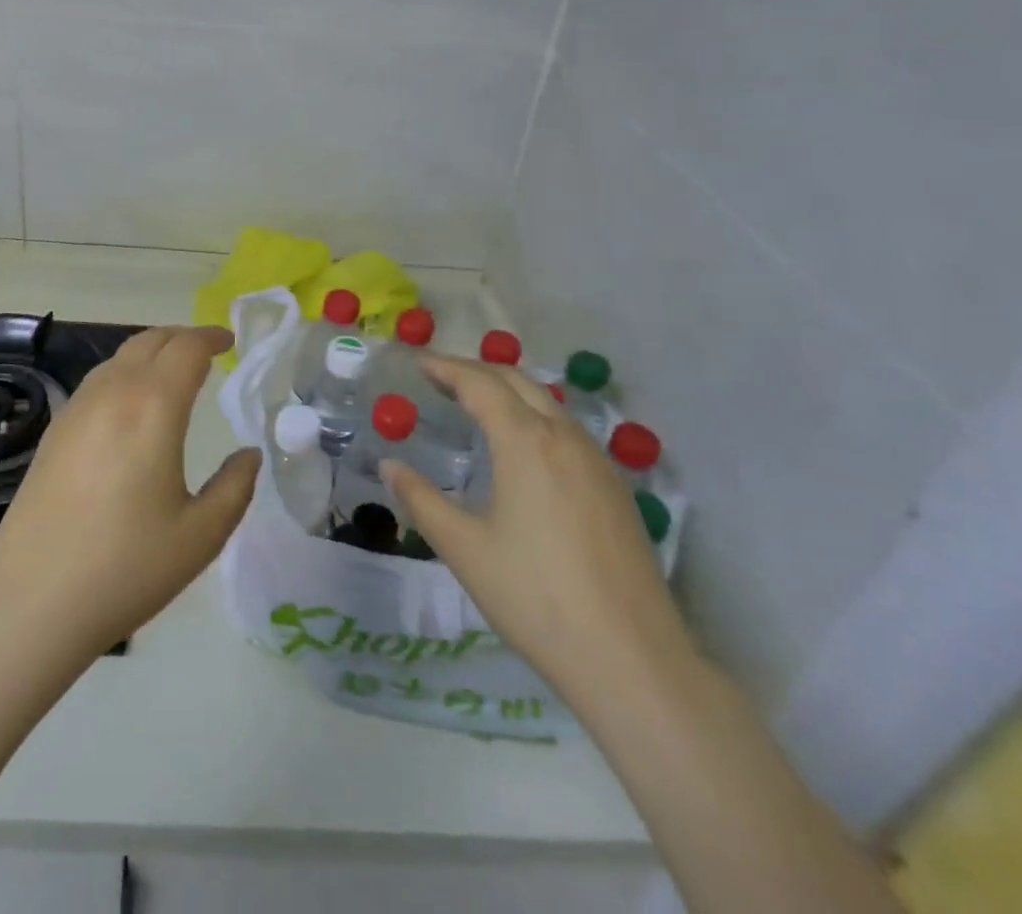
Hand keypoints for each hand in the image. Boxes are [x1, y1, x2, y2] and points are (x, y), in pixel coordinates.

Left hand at [0, 325, 259, 664]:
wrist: (31, 601)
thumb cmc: (125, 567)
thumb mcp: (201, 535)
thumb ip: (235, 487)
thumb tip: (248, 455)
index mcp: (153, 407)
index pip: (187, 348)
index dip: (211, 337)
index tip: (229, 341)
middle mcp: (113, 393)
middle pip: (150, 341)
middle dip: (182, 337)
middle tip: (207, 350)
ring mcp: (76, 409)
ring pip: (119, 357)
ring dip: (151, 351)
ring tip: (172, 371)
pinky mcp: (54, 431)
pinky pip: (97, 380)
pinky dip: (124, 372)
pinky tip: (130, 404)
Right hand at [380, 356, 694, 704]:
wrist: (632, 659)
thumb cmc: (535, 597)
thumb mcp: (464, 548)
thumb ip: (421, 499)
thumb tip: (389, 466)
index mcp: (525, 442)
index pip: (480, 384)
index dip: (446, 367)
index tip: (418, 363)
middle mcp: (564, 437)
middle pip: (517, 381)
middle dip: (476, 372)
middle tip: (440, 379)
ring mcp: (597, 461)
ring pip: (548, 403)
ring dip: (509, 392)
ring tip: (476, 406)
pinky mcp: (616, 488)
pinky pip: (568, 430)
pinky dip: (535, 417)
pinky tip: (523, 449)